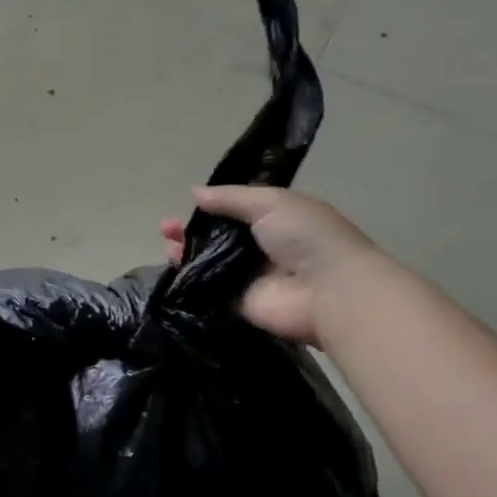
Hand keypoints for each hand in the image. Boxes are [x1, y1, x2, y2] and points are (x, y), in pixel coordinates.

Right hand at [159, 186, 379, 347]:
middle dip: (192, 229)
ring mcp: (251, 277)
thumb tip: (194, 192)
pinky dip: (191, 281)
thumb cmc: (307, 238)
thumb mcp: (270, 202)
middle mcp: (263, 246)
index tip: (188, 203)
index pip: (237, 209)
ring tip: (167, 245)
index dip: (211, 205)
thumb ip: (230, 198)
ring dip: (187, 252)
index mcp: (276, 217)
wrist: (330, 292)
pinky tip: (172, 269)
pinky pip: (210, 290)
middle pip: (218, 236)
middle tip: (165, 227)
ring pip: (210, 262)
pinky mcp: (240, 303)